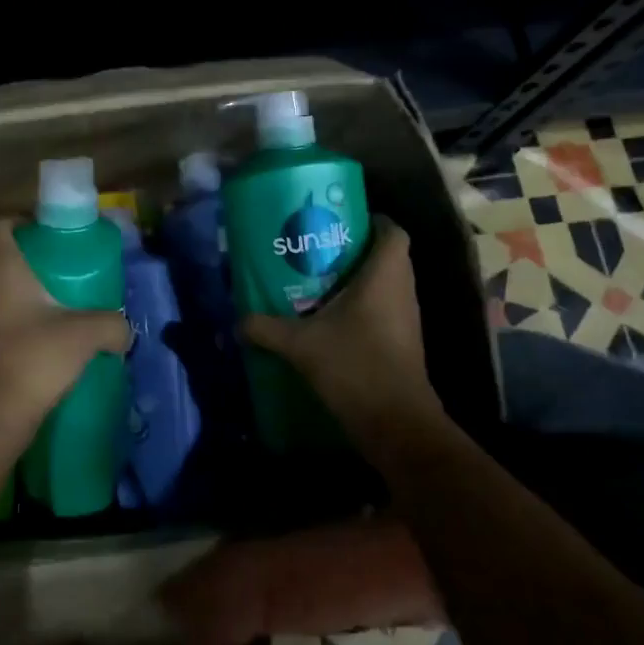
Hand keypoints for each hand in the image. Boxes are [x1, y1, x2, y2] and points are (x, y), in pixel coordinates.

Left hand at [0, 219, 130, 436]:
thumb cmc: (33, 359)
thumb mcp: (85, 335)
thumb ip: (111, 324)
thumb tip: (125, 330)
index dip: (19, 221)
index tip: (46, 231)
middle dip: (28, 265)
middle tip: (60, 275)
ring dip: (19, 299)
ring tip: (53, 310)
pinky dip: (12, 326)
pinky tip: (39, 343)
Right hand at [239, 218, 442, 442]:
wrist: (396, 423)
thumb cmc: (355, 366)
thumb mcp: (301, 344)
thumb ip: (267, 328)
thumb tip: (237, 321)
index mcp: (385, 276)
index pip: (393, 232)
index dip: (373, 221)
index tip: (342, 221)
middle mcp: (402, 291)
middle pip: (388, 257)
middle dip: (356, 250)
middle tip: (319, 249)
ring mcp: (406, 320)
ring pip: (386, 286)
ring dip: (359, 281)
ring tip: (318, 281)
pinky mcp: (402, 343)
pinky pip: (384, 311)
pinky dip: (362, 308)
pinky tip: (329, 319)